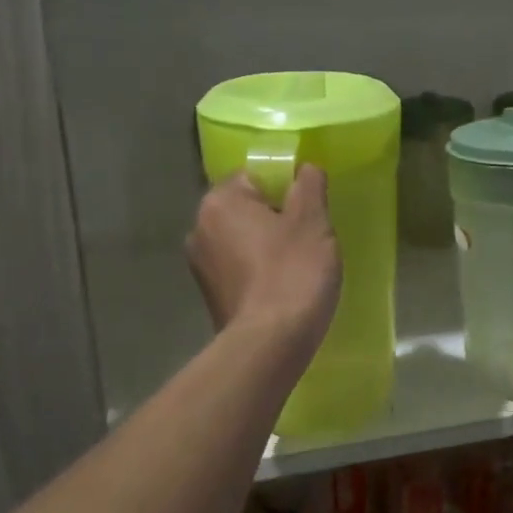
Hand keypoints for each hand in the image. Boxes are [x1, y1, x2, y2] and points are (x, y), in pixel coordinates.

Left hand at [187, 169, 341, 357]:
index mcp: (220, 202)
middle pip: (247, 208)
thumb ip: (309, 185)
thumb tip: (305, 168)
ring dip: (267, 246)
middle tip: (309, 238)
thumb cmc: (293, 272)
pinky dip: (258, 272)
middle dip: (277, 218)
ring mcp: (200, 265)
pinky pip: (239, 269)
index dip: (287, 188)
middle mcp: (199, 228)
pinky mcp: (209, 295)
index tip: (309, 211)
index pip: (255, 176)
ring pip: (243, 240)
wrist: (270, 343)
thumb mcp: (313, 221)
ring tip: (298, 267)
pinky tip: (282, 288)